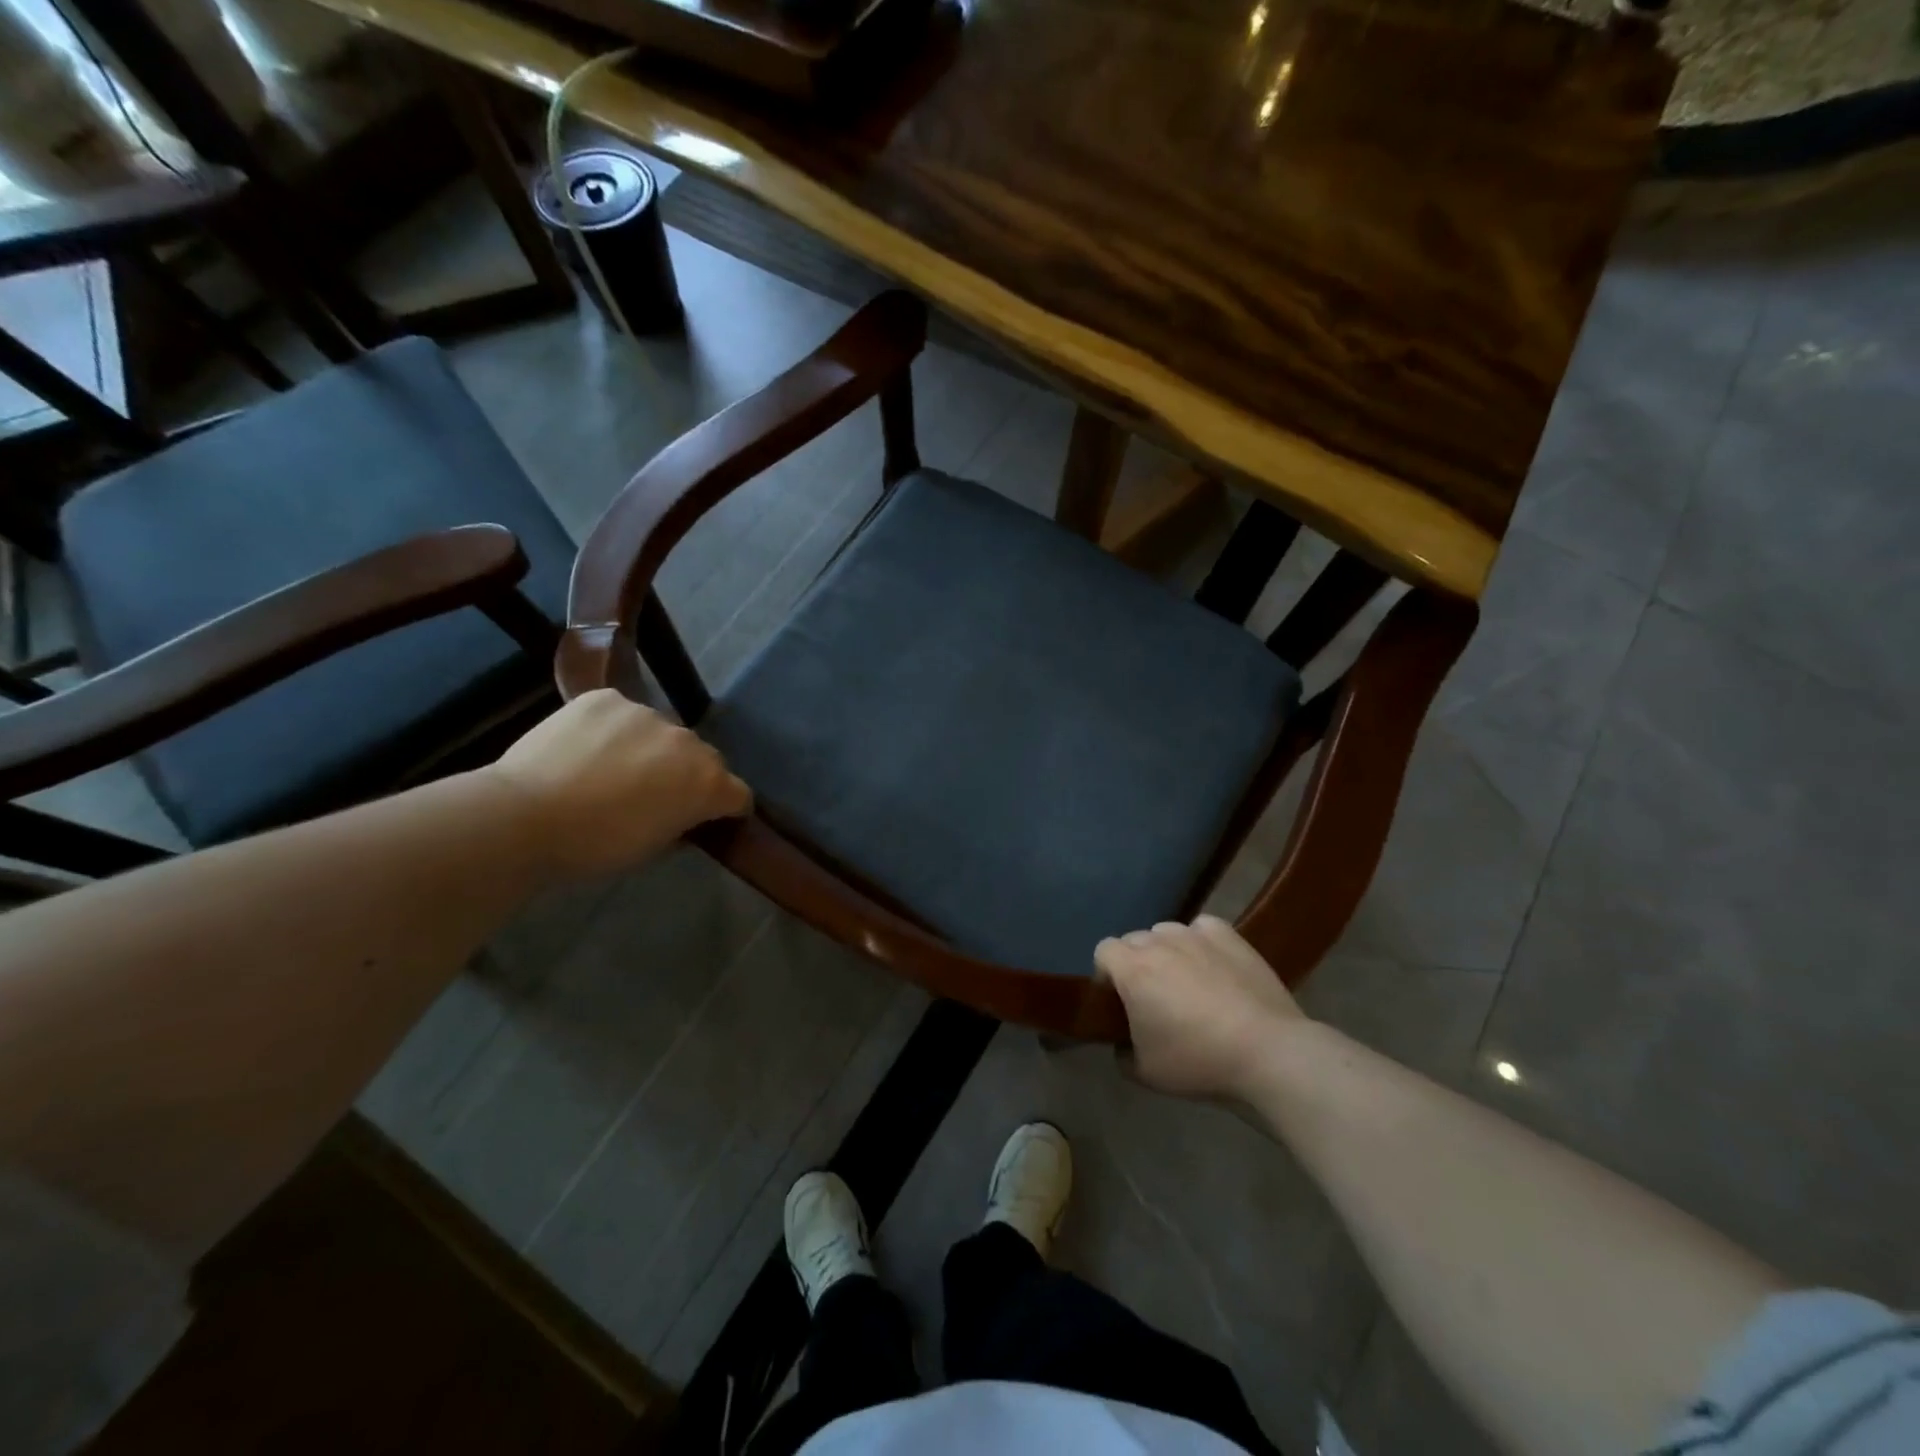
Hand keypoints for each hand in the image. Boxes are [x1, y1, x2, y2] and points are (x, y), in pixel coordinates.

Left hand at [486, 690, 750, 877]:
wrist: (524, 816)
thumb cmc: (595, 846)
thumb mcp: (652, 848)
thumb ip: (681, 824)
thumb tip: (683, 814)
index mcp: (707, 783)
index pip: (739, 794)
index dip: (727, 809)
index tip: (710, 819)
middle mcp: (688, 742)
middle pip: (703, 758)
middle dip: (688, 775)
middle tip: (654, 795)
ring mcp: (647, 713)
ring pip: (662, 732)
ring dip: (651, 749)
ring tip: (613, 769)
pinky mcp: (607, 697)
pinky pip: (622, 713)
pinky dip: (614, 729)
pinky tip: (587, 748)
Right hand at [1094, 915, 1304, 1100]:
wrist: (1268, 1052)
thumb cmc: (1198, 1061)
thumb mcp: (1145, 1073)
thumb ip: (1122, 1053)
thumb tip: (1123, 1043)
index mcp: (1132, 969)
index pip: (1103, 951)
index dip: (1106, 975)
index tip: (1118, 1002)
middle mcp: (1159, 942)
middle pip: (1134, 940)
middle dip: (1136, 963)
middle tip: (1153, 997)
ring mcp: (1196, 934)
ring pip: (1166, 932)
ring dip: (1166, 951)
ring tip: (1185, 981)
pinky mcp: (1229, 936)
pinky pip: (1201, 928)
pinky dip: (1200, 942)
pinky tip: (1212, 965)